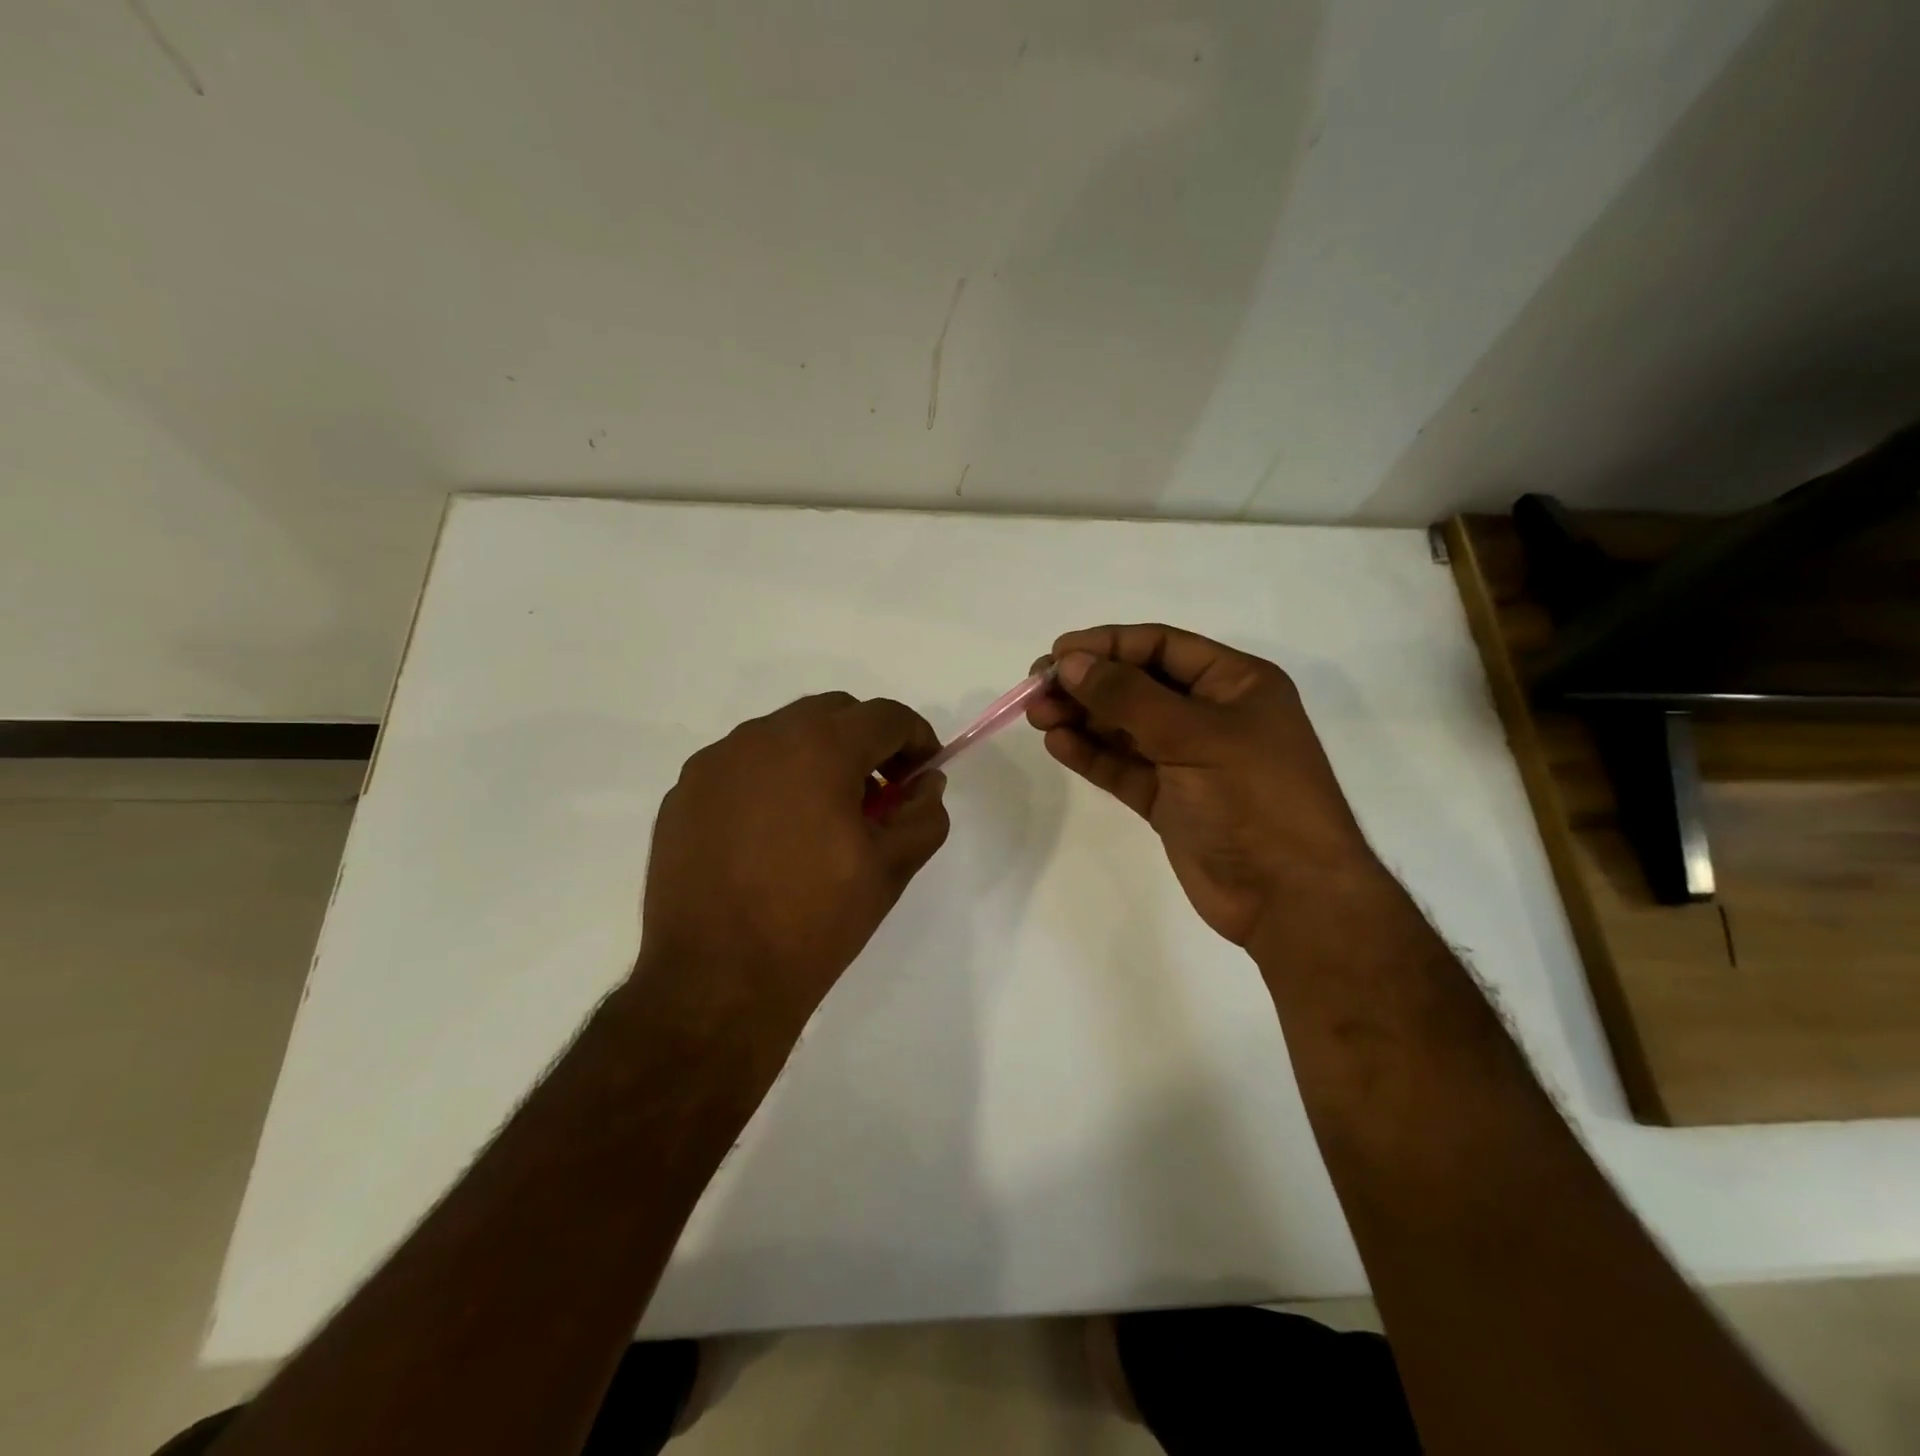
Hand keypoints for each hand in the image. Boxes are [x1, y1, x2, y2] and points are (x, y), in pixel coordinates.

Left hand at [636, 693, 950, 1039]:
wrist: (715, 982)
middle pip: (833, 713)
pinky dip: (771, 780)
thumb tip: (925, 783)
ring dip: (816, 758)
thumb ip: (923, 813)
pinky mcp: (682, 794)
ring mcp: (714, 763)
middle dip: (867, 742)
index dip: (917, 739)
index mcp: (819, 747)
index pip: (886, 716)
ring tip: (823, 818)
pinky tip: (773, 835)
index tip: (922, 776)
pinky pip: (742, 766)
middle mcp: (761, 737)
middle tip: (879, 796)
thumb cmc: (815, 922)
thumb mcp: (892, 868)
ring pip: (783, 735)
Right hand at [1027, 624, 1383, 947]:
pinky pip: (1123, 766)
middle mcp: (1211, 714)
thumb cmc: (1254, 798)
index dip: (1108, 645)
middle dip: (1088, 684)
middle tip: (1037, 689)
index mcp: (1235, 683)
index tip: (1057, 654)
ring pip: (1125, 726)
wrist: (1290, 897)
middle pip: (1137, 685)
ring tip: (1038, 716)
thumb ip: (1127, 697)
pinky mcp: (1169, 799)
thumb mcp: (1193, 735)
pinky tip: (1058, 743)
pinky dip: (1091, 754)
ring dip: (1082, 718)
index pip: (1161, 646)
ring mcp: (1188, 759)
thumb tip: (1071, 663)